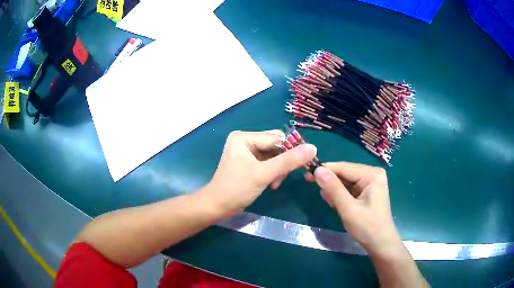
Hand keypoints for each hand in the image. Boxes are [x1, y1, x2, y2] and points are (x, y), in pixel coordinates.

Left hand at [202, 130, 316, 215]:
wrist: (217, 206)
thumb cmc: (236, 188)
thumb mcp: (264, 174)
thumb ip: (288, 161)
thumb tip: (313, 148)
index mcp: (245, 137)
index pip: (277, 138)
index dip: (292, 150)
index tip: (304, 164)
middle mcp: (245, 140)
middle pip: (276, 146)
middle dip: (283, 162)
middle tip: (284, 177)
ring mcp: (246, 152)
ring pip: (274, 156)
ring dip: (278, 169)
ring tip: (276, 183)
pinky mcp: (248, 162)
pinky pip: (268, 163)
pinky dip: (273, 173)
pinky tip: (272, 184)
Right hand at [310, 163, 401, 255]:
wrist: (380, 244)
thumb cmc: (367, 227)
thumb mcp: (348, 209)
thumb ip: (333, 188)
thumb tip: (317, 170)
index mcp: (372, 174)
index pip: (343, 167)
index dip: (324, 170)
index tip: (306, 175)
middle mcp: (372, 174)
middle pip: (344, 173)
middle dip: (331, 183)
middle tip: (319, 194)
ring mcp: (370, 182)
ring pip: (345, 181)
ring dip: (335, 191)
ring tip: (332, 204)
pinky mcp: (367, 191)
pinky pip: (349, 188)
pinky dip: (341, 196)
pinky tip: (337, 204)